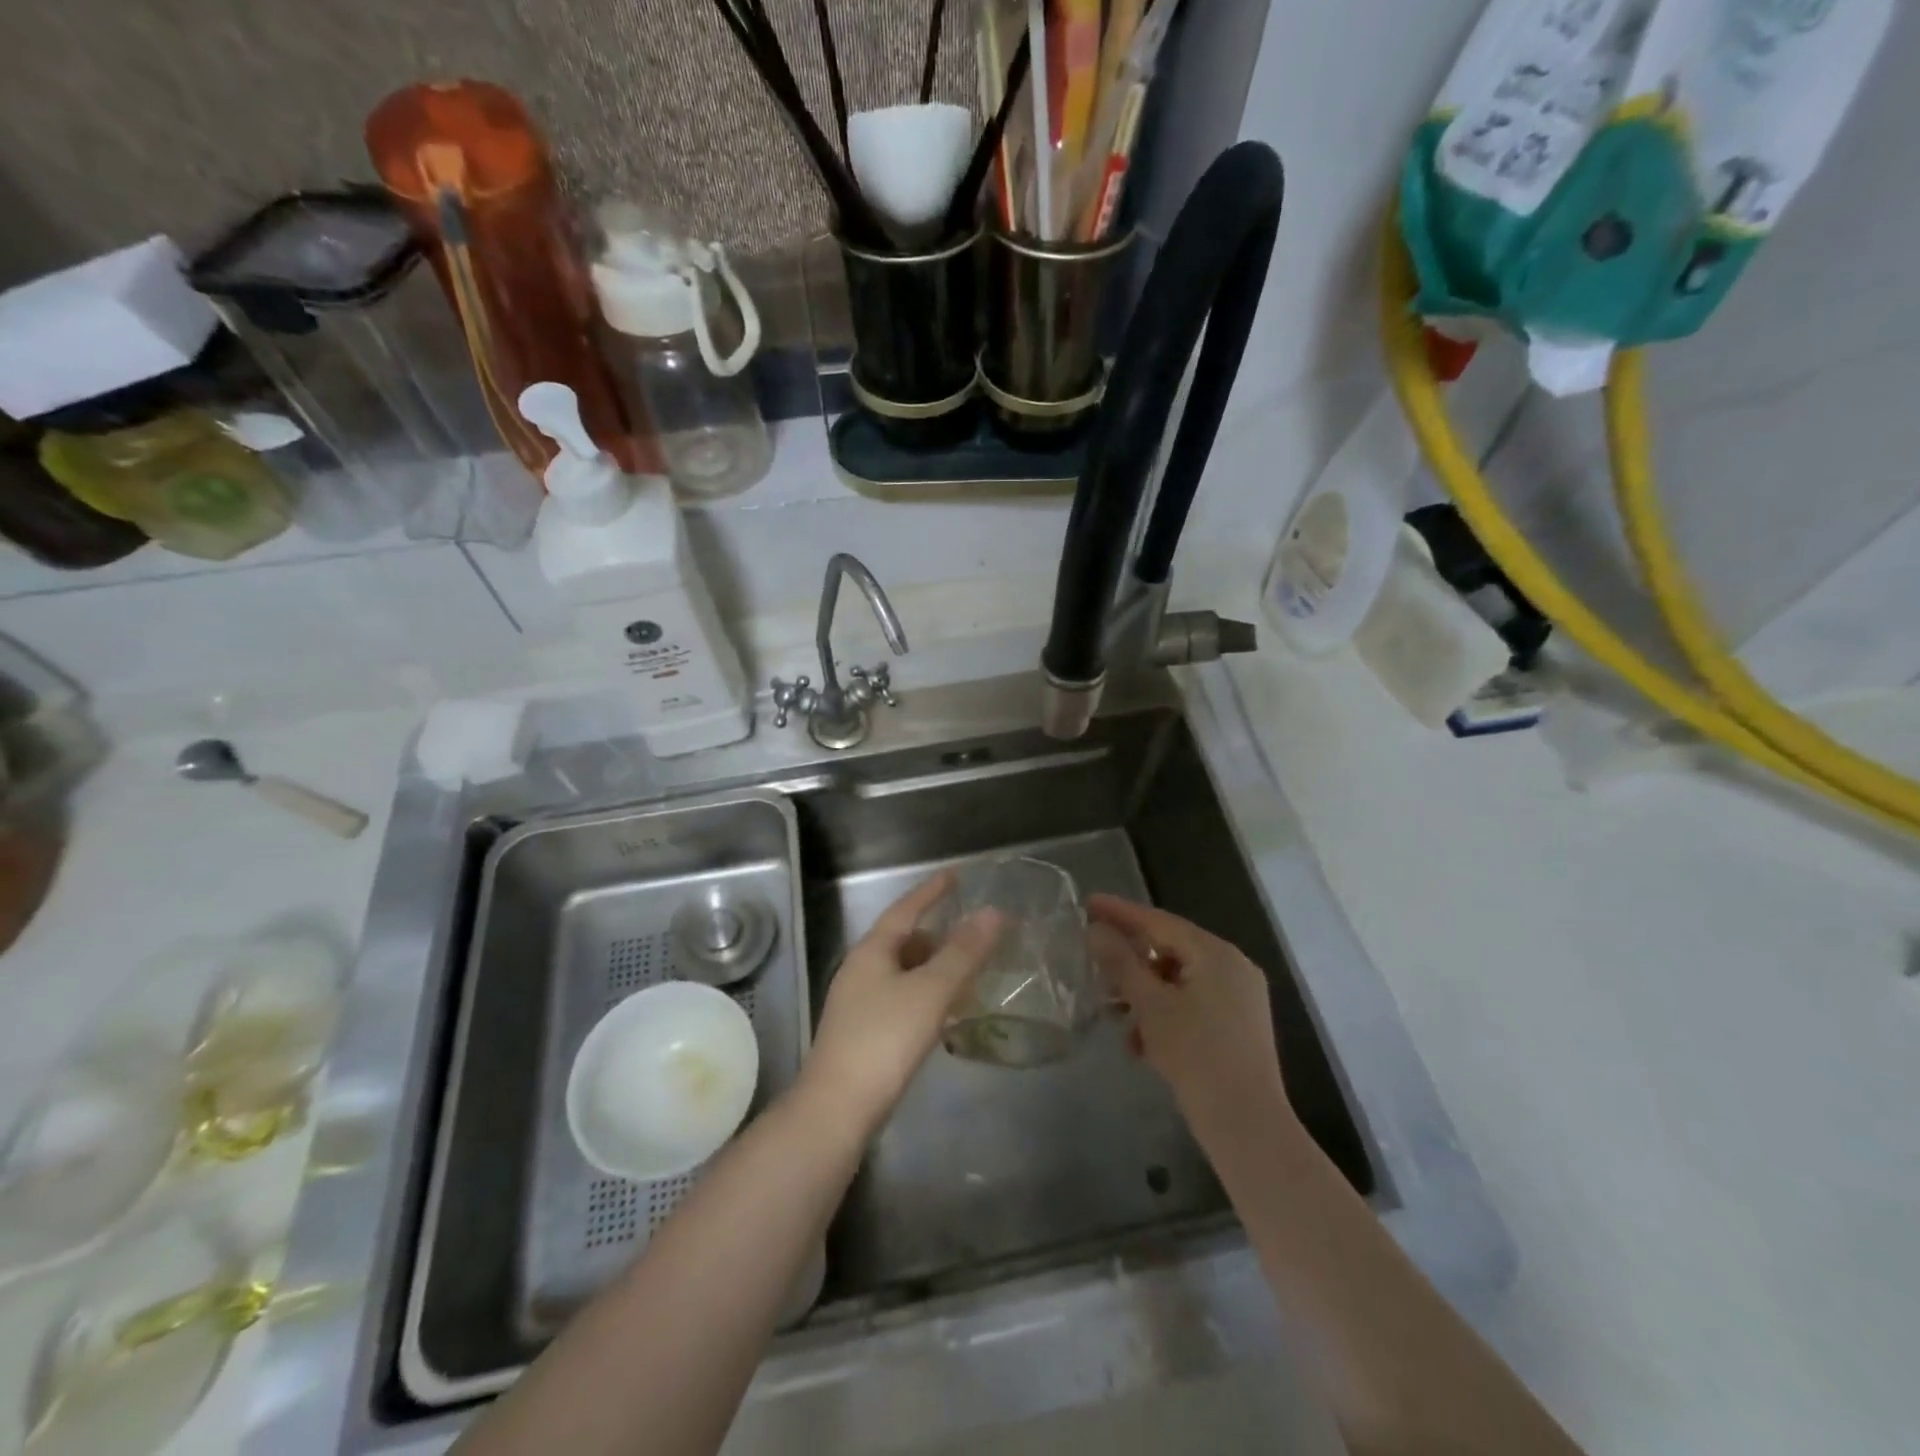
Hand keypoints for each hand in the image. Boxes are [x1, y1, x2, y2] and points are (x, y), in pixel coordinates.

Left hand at [801, 871, 1004, 1136]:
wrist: (837, 1109)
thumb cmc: (884, 1040)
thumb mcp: (930, 991)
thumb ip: (963, 953)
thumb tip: (992, 912)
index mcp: (872, 951)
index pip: (905, 909)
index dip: (931, 891)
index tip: (955, 875)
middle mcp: (861, 970)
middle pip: (904, 940)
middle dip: (937, 933)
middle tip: (972, 932)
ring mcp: (860, 1003)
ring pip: (904, 972)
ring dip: (934, 967)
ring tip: (967, 972)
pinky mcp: (865, 1033)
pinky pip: (902, 998)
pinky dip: (927, 995)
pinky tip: (945, 1013)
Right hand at [1088, 895, 1293, 1145]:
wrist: (1247, 1126)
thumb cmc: (1196, 1056)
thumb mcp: (1150, 1006)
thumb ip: (1121, 963)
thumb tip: (1096, 930)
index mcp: (1216, 954)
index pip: (1159, 921)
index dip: (1120, 913)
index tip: (1088, 904)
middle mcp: (1232, 967)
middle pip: (1169, 950)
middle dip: (1130, 963)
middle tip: (1096, 967)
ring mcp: (1239, 998)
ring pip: (1178, 982)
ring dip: (1143, 995)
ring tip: (1114, 1016)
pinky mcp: (1238, 1027)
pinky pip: (1192, 1006)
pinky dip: (1165, 1016)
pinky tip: (1141, 1045)